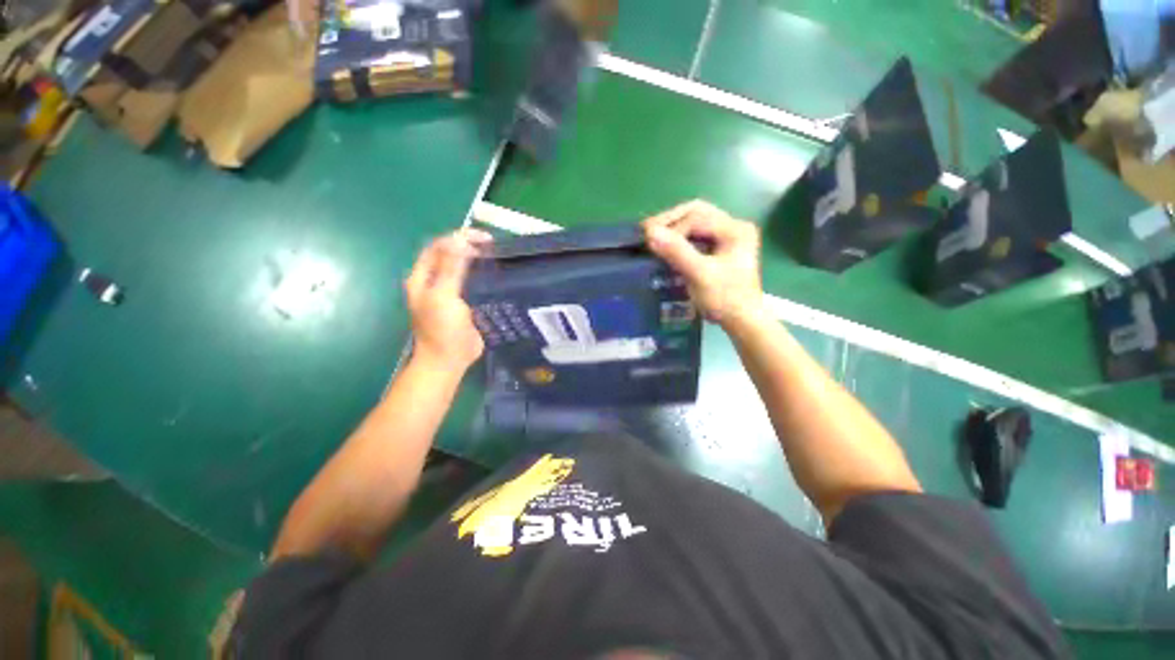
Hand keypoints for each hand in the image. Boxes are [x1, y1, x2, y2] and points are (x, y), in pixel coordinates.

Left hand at [404, 229, 490, 371]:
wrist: (449, 359)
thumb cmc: (442, 328)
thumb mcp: (443, 295)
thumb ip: (450, 267)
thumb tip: (459, 239)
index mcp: (422, 278)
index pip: (437, 247)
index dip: (457, 238)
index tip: (482, 238)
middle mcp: (434, 282)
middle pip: (449, 255)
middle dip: (468, 245)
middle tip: (491, 244)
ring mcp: (449, 292)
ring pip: (461, 268)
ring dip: (475, 259)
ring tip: (494, 254)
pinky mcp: (463, 303)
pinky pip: (472, 283)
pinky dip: (482, 275)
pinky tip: (495, 273)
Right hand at [643, 200, 765, 328]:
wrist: (742, 321)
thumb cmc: (725, 299)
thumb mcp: (700, 275)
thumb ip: (677, 252)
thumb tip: (650, 233)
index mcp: (735, 229)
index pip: (696, 217)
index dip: (671, 227)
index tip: (650, 240)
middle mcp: (733, 226)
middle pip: (696, 212)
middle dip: (670, 220)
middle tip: (647, 231)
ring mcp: (727, 236)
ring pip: (695, 221)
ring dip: (673, 227)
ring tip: (653, 236)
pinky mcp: (720, 248)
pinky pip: (695, 234)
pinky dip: (679, 237)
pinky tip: (667, 244)